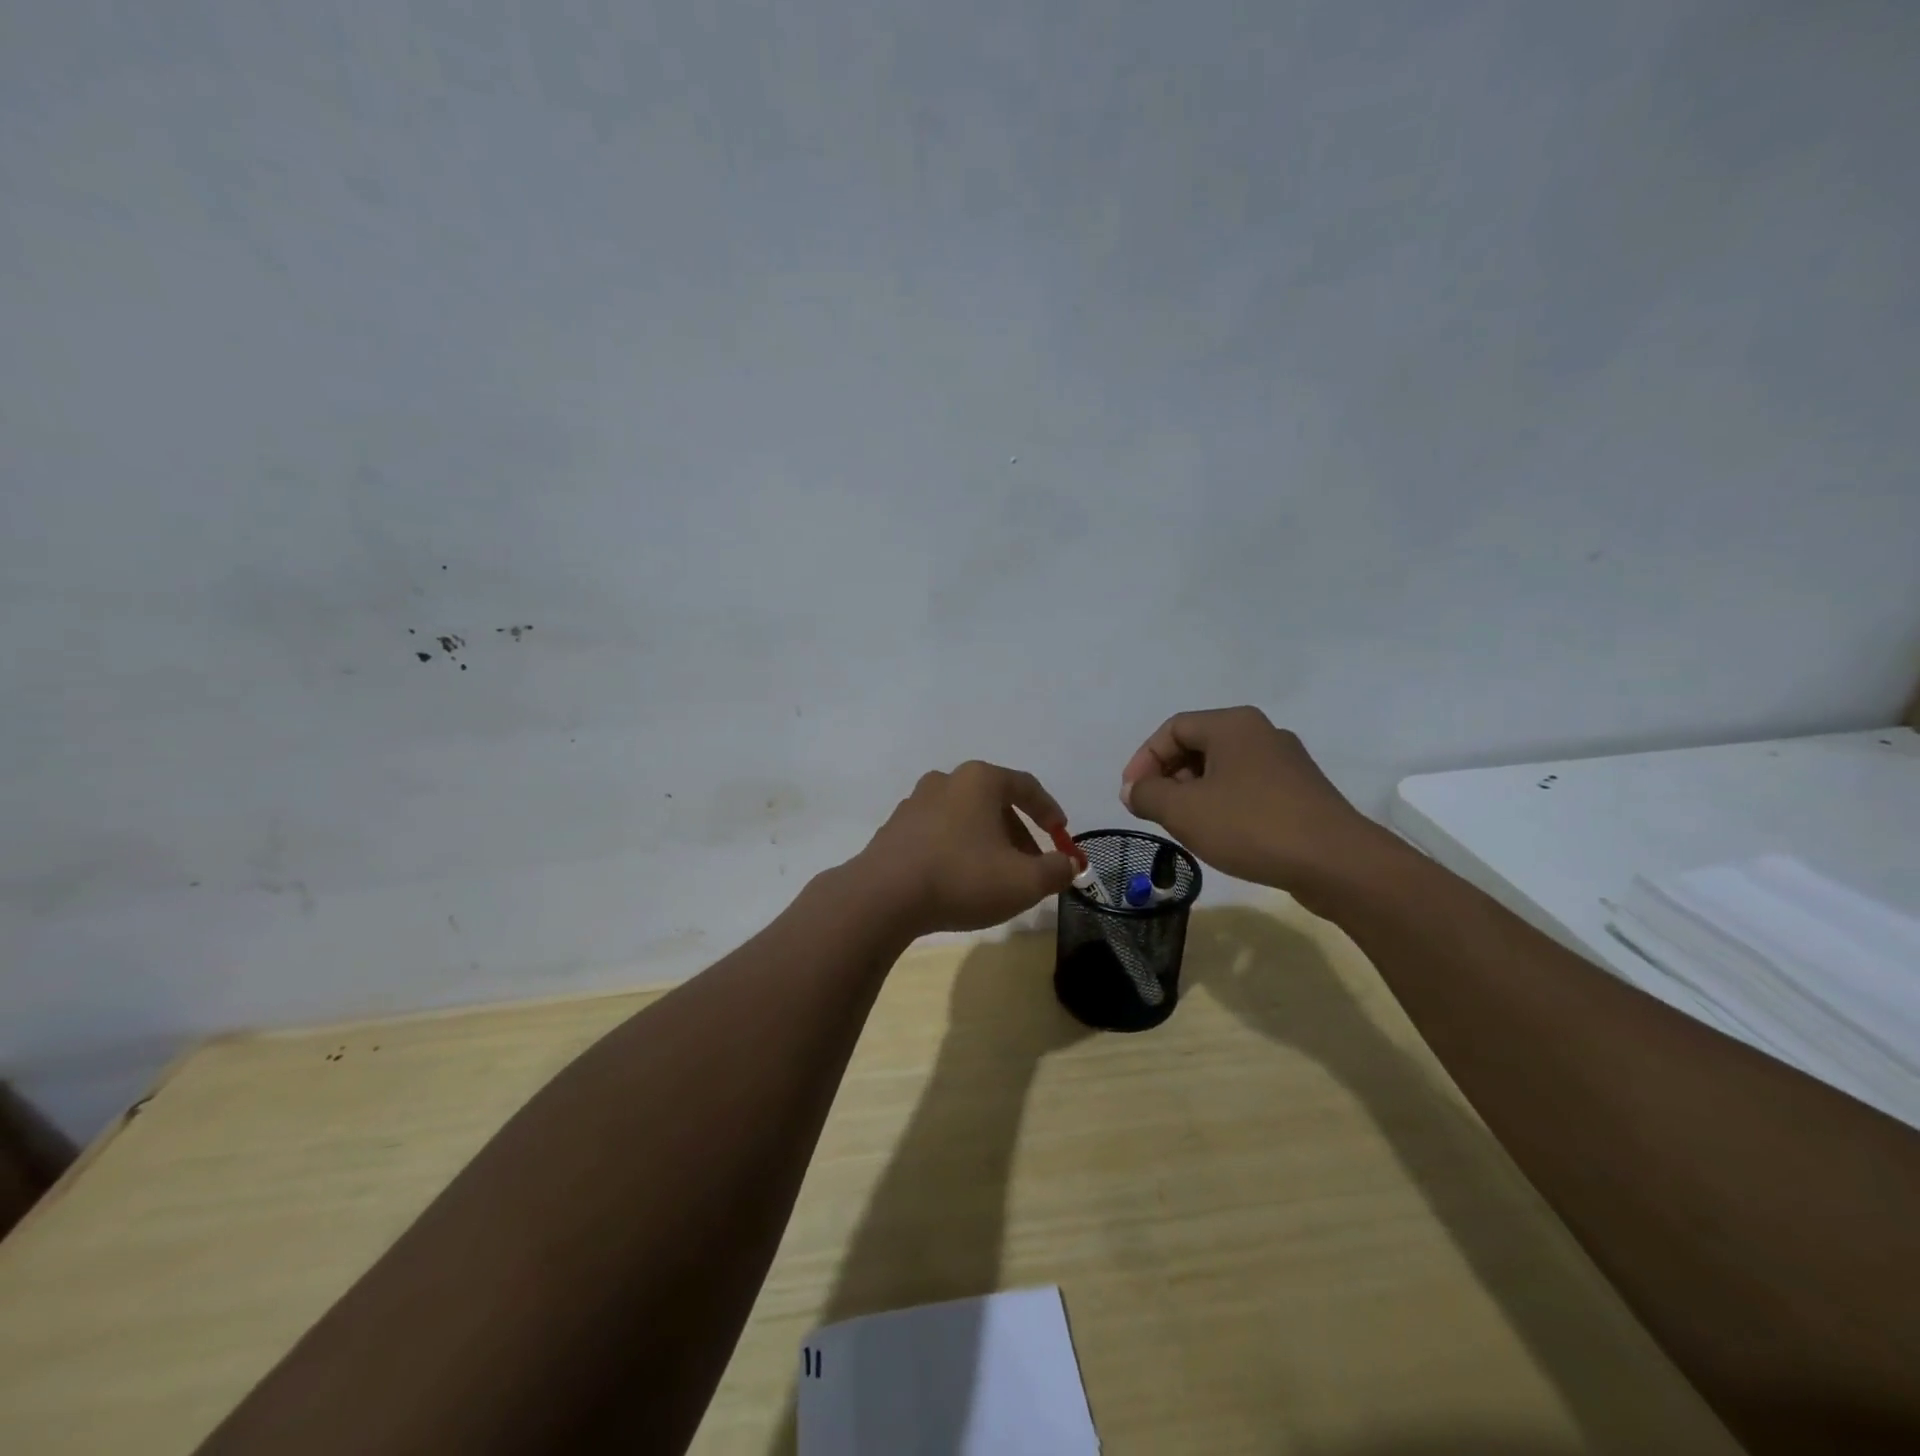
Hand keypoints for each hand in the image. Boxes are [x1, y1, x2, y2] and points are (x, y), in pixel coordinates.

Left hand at [855, 761, 1076, 934]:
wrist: (884, 896)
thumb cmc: (962, 878)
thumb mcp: (1024, 881)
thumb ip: (1056, 870)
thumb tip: (1069, 865)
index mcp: (980, 779)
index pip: (1026, 786)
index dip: (1049, 811)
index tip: (1061, 835)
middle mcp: (946, 780)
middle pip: (994, 802)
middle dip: (1018, 833)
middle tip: (1032, 865)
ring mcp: (915, 803)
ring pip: (965, 818)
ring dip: (987, 842)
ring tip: (996, 876)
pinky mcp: (895, 828)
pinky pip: (938, 833)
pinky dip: (957, 849)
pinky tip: (959, 880)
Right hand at [1118, 707, 1381, 899]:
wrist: (1337, 863)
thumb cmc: (1251, 826)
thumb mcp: (1183, 810)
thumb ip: (1147, 795)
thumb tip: (1134, 790)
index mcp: (1232, 724)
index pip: (1172, 729)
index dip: (1144, 760)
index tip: (1131, 796)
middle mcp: (1261, 733)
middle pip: (1198, 746)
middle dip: (1168, 777)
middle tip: (1154, 810)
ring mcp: (1286, 762)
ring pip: (1223, 769)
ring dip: (1194, 793)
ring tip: (1183, 826)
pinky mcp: (1302, 792)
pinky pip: (1248, 787)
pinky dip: (1223, 804)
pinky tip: (1221, 834)